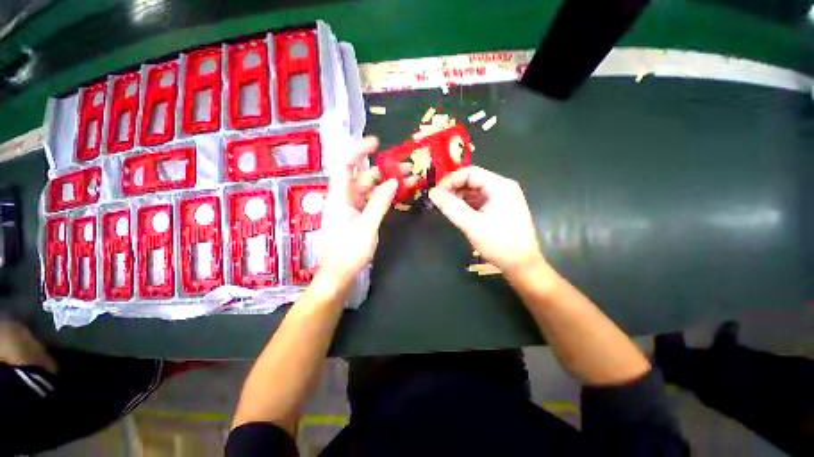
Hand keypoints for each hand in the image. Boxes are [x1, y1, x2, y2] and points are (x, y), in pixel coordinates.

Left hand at [318, 137, 398, 289]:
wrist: (340, 274)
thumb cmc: (349, 252)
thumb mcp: (367, 227)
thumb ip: (379, 203)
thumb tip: (393, 182)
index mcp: (339, 198)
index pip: (345, 166)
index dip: (358, 151)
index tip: (376, 143)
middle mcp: (345, 198)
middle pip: (364, 177)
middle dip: (385, 170)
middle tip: (408, 167)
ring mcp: (353, 207)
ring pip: (371, 188)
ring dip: (389, 183)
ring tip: (411, 179)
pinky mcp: (360, 215)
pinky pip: (374, 200)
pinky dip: (386, 195)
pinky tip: (400, 192)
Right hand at [428, 166, 544, 276]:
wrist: (522, 265)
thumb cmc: (499, 243)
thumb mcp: (471, 225)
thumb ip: (451, 207)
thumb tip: (432, 193)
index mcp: (499, 185)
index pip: (469, 172)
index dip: (450, 180)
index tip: (436, 193)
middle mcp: (503, 187)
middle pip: (473, 180)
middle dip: (454, 189)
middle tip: (438, 202)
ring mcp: (503, 198)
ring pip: (475, 191)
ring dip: (459, 197)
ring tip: (446, 208)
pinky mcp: (501, 208)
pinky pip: (480, 200)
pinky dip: (467, 204)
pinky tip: (458, 213)